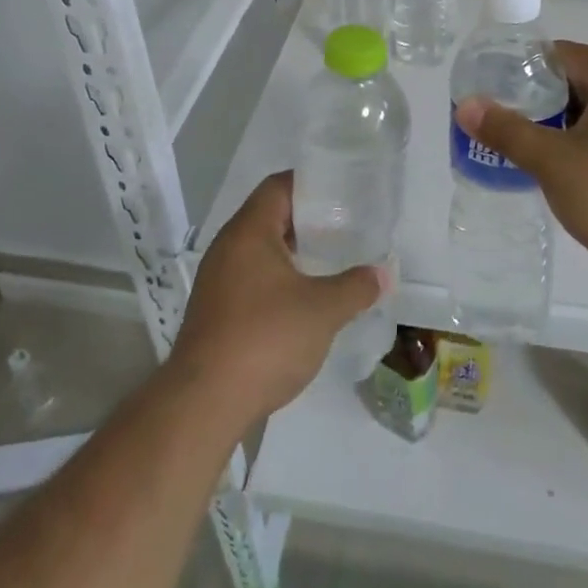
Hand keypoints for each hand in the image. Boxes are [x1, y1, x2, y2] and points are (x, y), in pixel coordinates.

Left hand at [169, 172, 382, 425]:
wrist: (203, 404)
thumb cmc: (265, 339)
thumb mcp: (323, 311)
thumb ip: (356, 287)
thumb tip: (384, 274)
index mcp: (249, 231)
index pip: (279, 186)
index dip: (311, 184)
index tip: (343, 191)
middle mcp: (227, 247)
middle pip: (269, 215)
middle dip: (307, 219)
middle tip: (345, 225)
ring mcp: (217, 280)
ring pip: (260, 249)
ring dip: (293, 251)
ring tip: (329, 259)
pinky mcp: (215, 310)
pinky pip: (251, 277)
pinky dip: (278, 277)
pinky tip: (303, 297)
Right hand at [454, 42, 587, 284]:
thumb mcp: (554, 164)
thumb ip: (509, 131)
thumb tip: (466, 105)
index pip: (564, 53)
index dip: (527, 66)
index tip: (499, 88)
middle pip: (584, 80)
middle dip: (546, 99)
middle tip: (513, 122)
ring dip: (571, 123)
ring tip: (540, 150)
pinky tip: (581, 173)